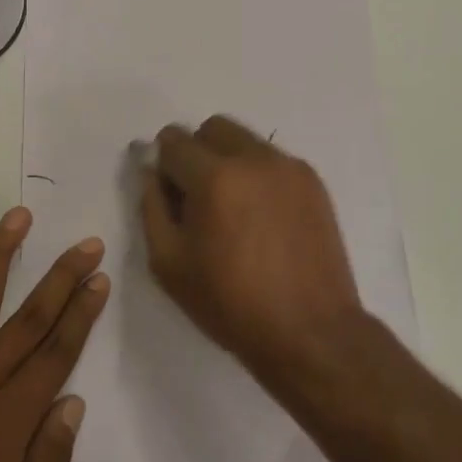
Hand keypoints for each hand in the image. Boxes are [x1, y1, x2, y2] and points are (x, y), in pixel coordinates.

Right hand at [140, 117, 362, 385]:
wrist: (310, 332)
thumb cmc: (231, 304)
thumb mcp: (169, 264)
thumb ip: (152, 206)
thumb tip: (150, 171)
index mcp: (215, 178)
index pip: (174, 141)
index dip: (163, 163)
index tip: (168, 191)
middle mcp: (253, 159)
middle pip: (212, 128)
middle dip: (196, 152)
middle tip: (198, 197)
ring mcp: (288, 166)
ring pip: (244, 140)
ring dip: (228, 160)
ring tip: (233, 209)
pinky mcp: (311, 180)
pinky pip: (272, 160)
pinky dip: (257, 175)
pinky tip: (262, 218)